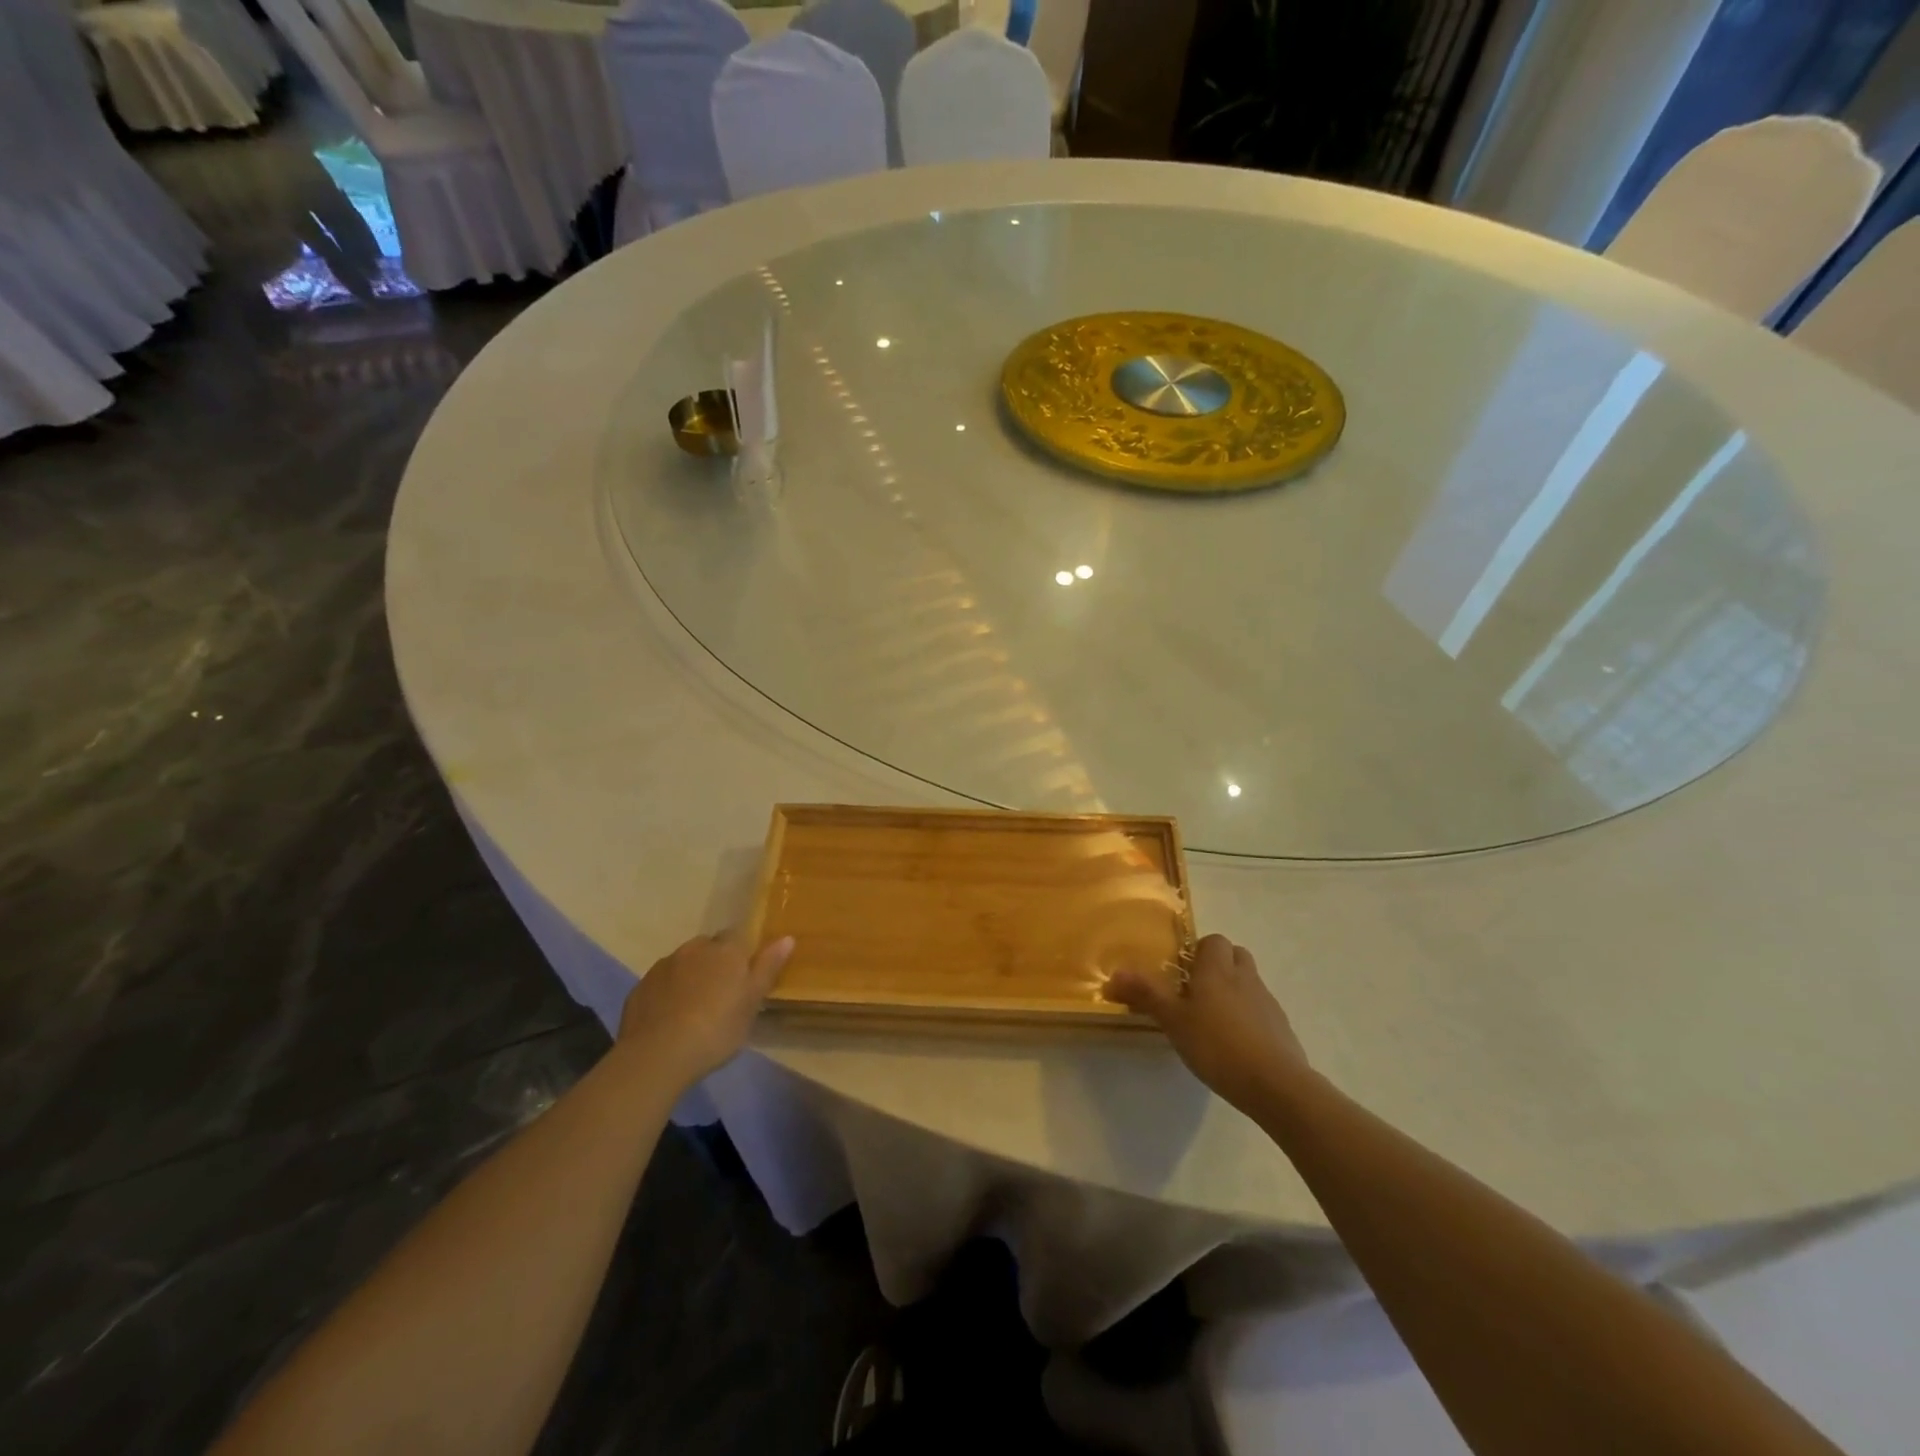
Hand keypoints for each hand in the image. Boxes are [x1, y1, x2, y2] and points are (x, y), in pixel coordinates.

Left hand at [616, 931, 794, 1087]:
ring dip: (690, 976)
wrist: (657, 1055)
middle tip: (721, 993)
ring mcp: (664, 966)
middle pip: (708, 947)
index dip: (741, 953)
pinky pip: (661, 982)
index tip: (744, 975)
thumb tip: (787, 937)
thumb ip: (768, 968)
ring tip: (693, 1007)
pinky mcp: (641, 987)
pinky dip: (667, 992)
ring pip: (683, 963)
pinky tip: (670, 1018)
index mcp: (726, 951)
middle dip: (714, 962)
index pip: (738, 936)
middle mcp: (694, 949)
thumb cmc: (716, 1029)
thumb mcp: (752, 1003)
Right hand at [1104, 934, 1309, 1113]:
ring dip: (1234, 991)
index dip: (1198, 951)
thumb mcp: (1173, 1021)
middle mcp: (1244, 977)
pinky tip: (1235, 1044)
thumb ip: (1146, 994)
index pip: (1213, 940)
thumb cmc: (1217, 1045)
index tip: (1182, 973)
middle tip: (1196, 991)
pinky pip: (1261, 1009)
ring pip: (1249, 982)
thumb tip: (1114, 973)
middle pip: (1235, 955)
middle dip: (1218, 966)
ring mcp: (1266, 1001)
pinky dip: (1249, 1017)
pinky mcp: (1281, 1027)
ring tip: (1213, 1020)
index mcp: (1216, 969)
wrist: (1276, 1084)